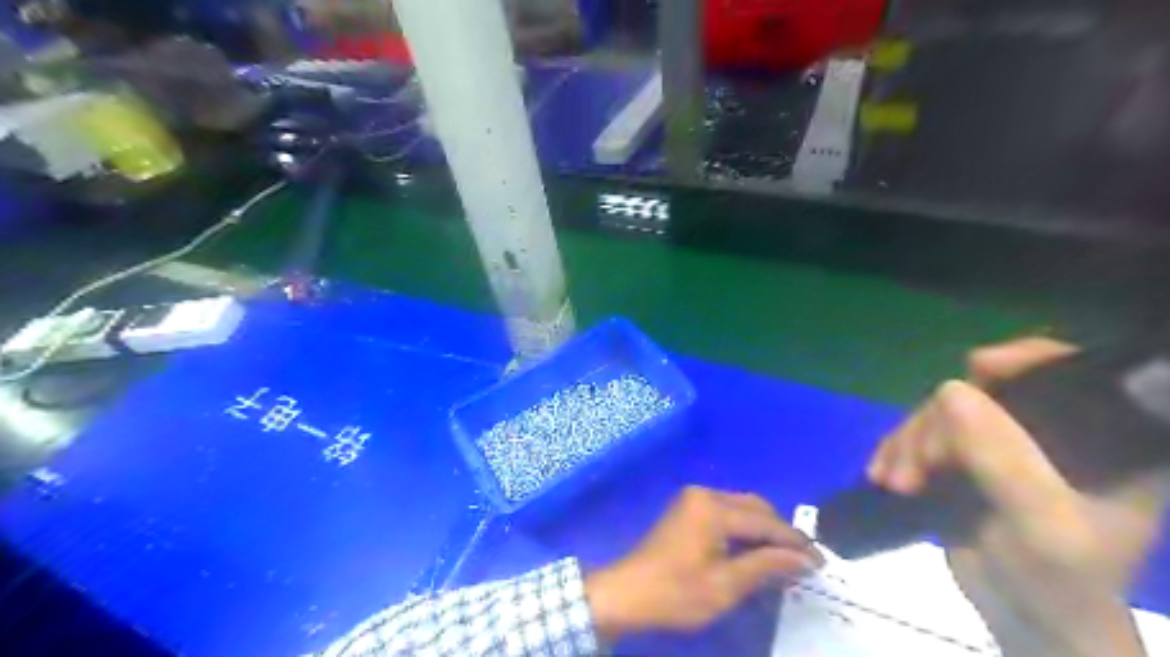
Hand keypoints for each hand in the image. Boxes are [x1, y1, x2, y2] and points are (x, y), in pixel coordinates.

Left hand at [586, 485, 820, 638]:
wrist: (628, 593)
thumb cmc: (677, 593)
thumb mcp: (726, 585)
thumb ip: (766, 566)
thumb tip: (804, 559)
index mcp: (713, 509)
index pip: (766, 522)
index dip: (795, 542)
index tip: (821, 561)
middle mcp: (704, 494)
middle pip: (754, 507)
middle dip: (779, 532)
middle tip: (803, 561)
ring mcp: (693, 499)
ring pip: (741, 507)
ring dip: (762, 529)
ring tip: (782, 558)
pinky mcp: (686, 509)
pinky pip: (725, 511)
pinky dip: (744, 528)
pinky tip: (753, 550)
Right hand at [863, 339, 1163, 655]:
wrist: (1026, 622)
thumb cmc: (1059, 581)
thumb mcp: (1042, 523)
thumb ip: (1005, 459)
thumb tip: (950, 391)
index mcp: (1104, 441)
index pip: (1073, 374)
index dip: (1028, 359)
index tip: (978, 368)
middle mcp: (1053, 433)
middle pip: (985, 393)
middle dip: (939, 423)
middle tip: (919, 466)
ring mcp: (1004, 445)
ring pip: (943, 413)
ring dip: (909, 442)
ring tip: (895, 482)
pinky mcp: (965, 460)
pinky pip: (922, 435)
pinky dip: (897, 450)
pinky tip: (881, 474)